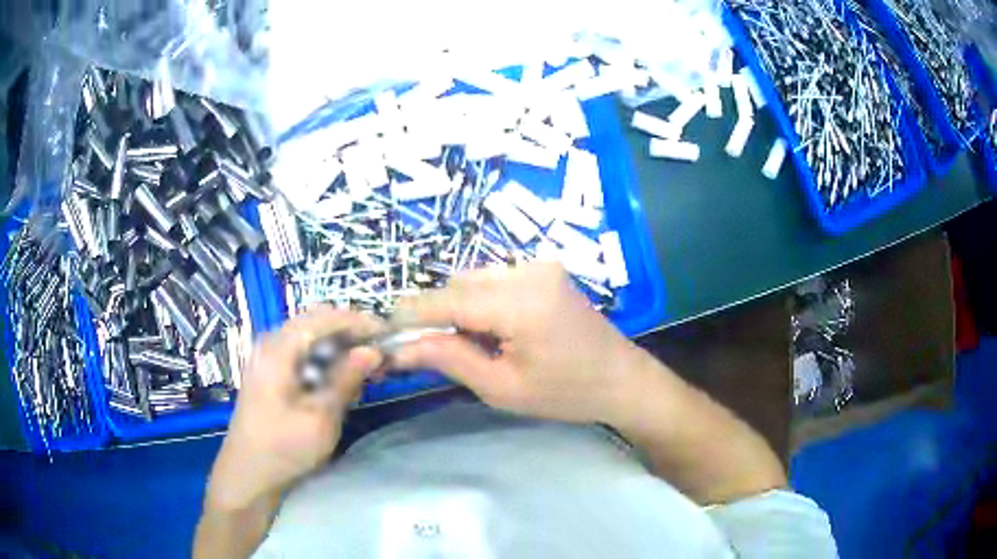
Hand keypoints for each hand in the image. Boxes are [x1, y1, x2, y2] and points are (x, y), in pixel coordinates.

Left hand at [205, 306, 383, 511]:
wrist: (247, 474)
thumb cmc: (284, 448)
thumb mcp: (320, 417)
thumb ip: (345, 380)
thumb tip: (372, 351)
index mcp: (278, 349)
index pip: (322, 318)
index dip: (357, 321)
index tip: (386, 333)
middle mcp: (270, 343)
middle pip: (314, 321)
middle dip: (348, 331)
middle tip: (377, 352)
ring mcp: (266, 356)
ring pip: (308, 336)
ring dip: (337, 345)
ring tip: (364, 366)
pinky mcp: (268, 371)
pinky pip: (300, 351)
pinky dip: (323, 357)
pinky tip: (338, 377)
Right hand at [391, 262, 645, 423]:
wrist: (622, 379)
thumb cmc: (566, 394)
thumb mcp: (502, 387)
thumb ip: (450, 359)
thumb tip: (401, 348)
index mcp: (520, 302)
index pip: (447, 300)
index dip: (410, 315)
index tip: (382, 330)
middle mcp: (528, 271)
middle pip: (460, 284)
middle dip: (436, 313)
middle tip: (424, 348)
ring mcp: (540, 267)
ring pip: (476, 279)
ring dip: (459, 307)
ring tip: (466, 344)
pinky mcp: (545, 271)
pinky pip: (497, 280)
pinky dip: (481, 301)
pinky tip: (491, 330)